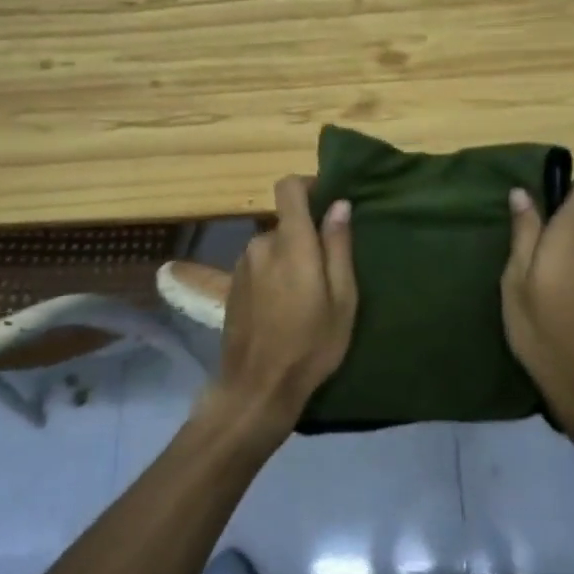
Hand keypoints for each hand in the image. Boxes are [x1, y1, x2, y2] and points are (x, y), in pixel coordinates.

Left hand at [205, 176, 357, 438]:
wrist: (257, 388)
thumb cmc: (310, 345)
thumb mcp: (342, 299)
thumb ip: (338, 247)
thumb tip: (339, 204)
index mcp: (290, 243)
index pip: (288, 187)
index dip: (308, 186)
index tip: (328, 202)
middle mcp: (261, 244)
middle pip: (286, 223)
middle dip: (306, 237)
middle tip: (327, 272)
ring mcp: (241, 265)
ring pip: (272, 246)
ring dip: (289, 259)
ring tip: (306, 296)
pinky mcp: (232, 285)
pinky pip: (259, 265)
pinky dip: (273, 275)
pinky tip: (283, 308)